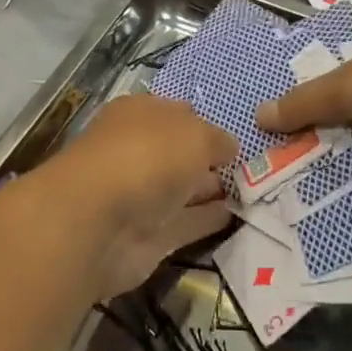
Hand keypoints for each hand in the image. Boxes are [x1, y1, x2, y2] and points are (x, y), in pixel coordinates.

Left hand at [44, 95, 235, 298]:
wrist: (97, 222)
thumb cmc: (147, 157)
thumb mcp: (196, 135)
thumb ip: (217, 141)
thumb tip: (229, 148)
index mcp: (140, 114)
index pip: (177, 114)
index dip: (205, 123)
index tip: (236, 138)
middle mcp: (138, 151)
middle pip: (179, 153)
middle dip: (210, 159)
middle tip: (252, 169)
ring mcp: (140, 195)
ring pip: (184, 188)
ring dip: (212, 190)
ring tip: (254, 192)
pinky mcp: (147, 236)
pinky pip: (185, 223)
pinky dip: (208, 220)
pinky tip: (237, 216)